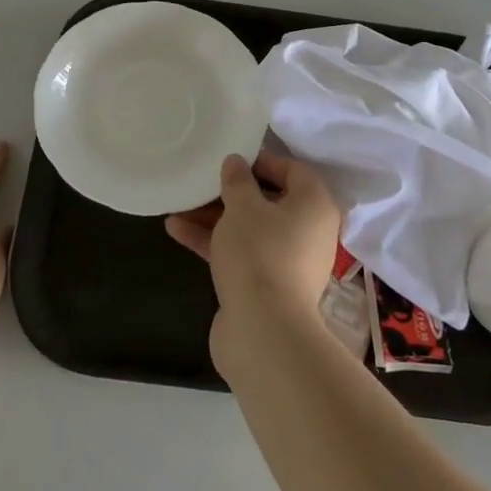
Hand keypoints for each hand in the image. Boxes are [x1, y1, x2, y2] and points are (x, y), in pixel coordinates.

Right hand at [166, 150, 340, 370]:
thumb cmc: (259, 252)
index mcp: (314, 205)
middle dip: (231, 192)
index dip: (261, 161)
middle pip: (268, 201)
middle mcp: (308, 231)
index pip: (292, 170)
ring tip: (179, 204)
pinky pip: (241, 253)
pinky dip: (214, 241)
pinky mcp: (266, 286)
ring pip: (250, 229)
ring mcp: (287, 261)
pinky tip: (176, 230)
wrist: (263, 331)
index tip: (231, 159)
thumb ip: (237, 180)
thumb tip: (237, 162)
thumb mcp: (242, 206)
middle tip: (203, 181)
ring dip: (215, 217)